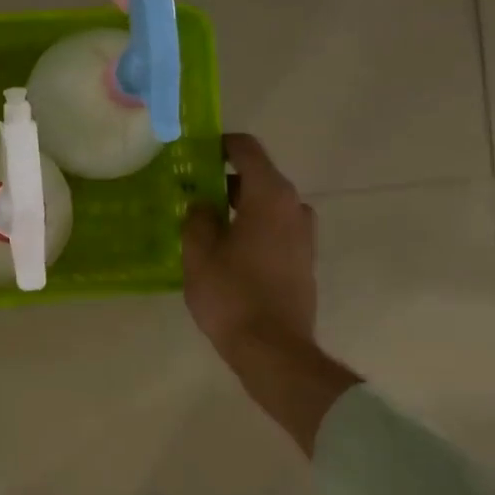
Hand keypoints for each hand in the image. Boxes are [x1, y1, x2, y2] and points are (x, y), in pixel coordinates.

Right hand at [181, 134, 359, 452]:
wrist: (273, 349)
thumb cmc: (231, 295)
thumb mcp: (199, 253)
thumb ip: (198, 218)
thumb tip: (202, 203)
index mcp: (269, 196)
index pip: (246, 149)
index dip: (220, 145)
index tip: (194, 153)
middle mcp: (294, 207)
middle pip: (258, 177)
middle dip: (224, 180)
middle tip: (190, 192)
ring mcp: (304, 235)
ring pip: (267, 205)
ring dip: (238, 206)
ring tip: (205, 223)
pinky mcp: (304, 260)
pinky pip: (274, 229)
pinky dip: (252, 227)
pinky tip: (226, 249)